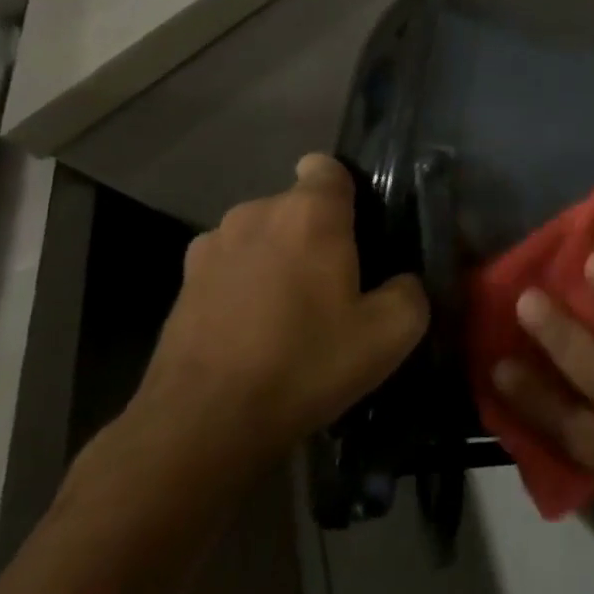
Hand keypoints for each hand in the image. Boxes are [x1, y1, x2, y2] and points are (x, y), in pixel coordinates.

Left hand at [133, 154, 427, 482]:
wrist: (201, 426)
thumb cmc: (304, 364)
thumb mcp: (391, 333)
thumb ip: (412, 291)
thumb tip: (403, 282)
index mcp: (308, 213)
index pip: (328, 167)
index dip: (348, 191)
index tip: (361, 228)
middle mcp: (255, 214)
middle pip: (297, 206)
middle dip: (318, 232)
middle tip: (338, 282)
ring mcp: (210, 247)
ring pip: (262, 236)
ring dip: (279, 258)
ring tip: (291, 311)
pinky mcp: (181, 284)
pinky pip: (230, 267)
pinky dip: (245, 285)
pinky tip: (254, 331)